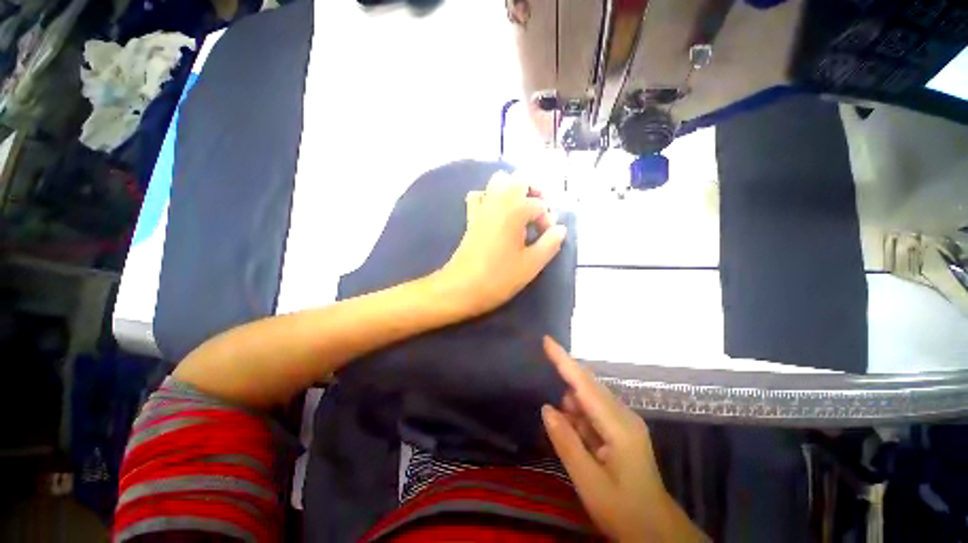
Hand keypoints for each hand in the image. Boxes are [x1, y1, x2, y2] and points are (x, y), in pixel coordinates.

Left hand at [438, 171, 566, 315]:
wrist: (462, 287)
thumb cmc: (499, 278)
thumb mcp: (531, 265)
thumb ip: (550, 244)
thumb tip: (560, 230)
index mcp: (515, 211)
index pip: (539, 205)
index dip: (547, 219)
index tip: (547, 238)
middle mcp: (498, 202)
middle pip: (519, 179)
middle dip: (534, 191)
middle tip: (539, 212)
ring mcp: (482, 208)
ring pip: (497, 181)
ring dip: (513, 190)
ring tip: (520, 211)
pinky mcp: (471, 218)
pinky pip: (479, 196)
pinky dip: (489, 197)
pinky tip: (497, 214)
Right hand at [540, 337, 707, 542]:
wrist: (658, 534)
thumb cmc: (625, 512)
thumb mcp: (589, 483)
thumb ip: (567, 442)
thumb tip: (547, 408)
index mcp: (618, 426)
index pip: (584, 384)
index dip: (564, 360)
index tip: (547, 340)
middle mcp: (623, 416)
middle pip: (588, 385)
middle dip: (565, 379)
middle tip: (541, 379)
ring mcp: (624, 422)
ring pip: (589, 398)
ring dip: (571, 405)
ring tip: (564, 431)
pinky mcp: (621, 430)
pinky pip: (593, 412)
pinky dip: (579, 417)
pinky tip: (575, 435)